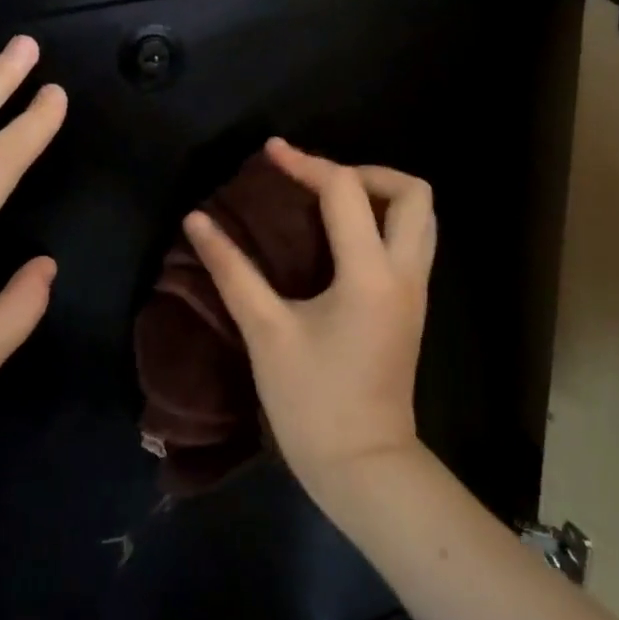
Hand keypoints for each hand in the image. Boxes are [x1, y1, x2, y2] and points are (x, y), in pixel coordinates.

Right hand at [183, 139, 435, 499]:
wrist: (363, 465)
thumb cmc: (311, 402)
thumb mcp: (266, 332)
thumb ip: (232, 270)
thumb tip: (197, 222)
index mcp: (370, 275)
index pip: (345, 191)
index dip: (305, 163)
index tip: (270, 153)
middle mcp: (405, 274)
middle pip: (414, 192)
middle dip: (366, 172)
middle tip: (318, 182)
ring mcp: (416, 291)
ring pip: (421, 218)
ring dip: (380, 196)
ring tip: (329, 204)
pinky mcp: (412, 308)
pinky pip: (410, 243)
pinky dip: (381, 224)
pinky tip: (338, 241)